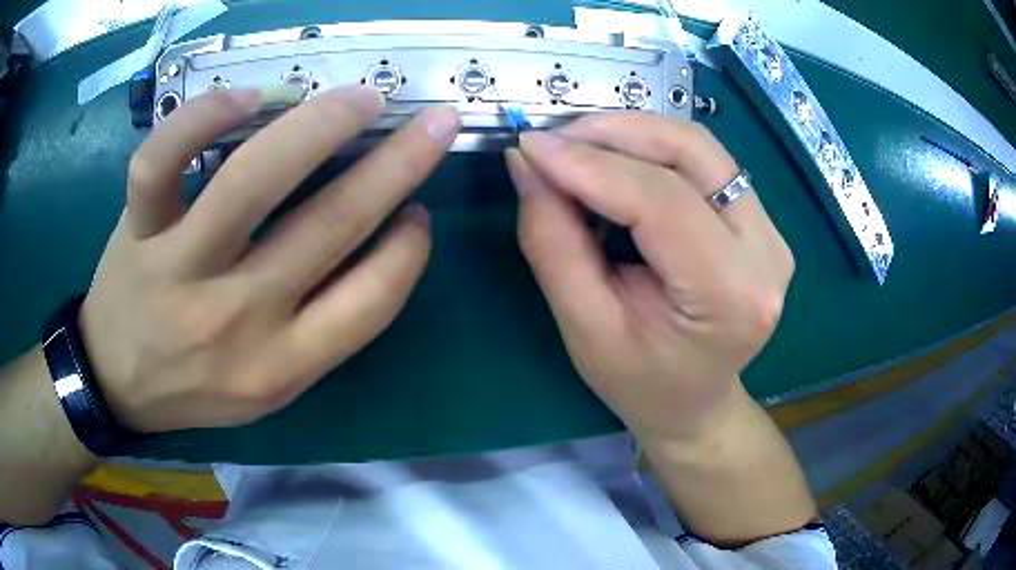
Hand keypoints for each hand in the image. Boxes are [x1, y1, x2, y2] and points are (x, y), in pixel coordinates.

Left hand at [79, 86, 460, 432]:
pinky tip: (247, 96)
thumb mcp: (269, 388)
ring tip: (360, 99)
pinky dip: (204, 117)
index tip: (418, 212)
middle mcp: (233, 318)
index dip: (408, 250)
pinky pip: (163, 161)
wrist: (116, 382)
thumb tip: (377, 239)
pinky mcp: (137, 230)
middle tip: (434, 123)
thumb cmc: (195, 386)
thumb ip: (321, 329)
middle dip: (398, 164)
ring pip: (250, 181)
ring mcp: (177, 268)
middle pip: (328, 226)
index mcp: (277, 367)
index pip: (369, 302)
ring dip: (320, 126)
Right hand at [508, 112, 793, 442]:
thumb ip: (553, 242)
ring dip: (631, 134)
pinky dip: (652, 150)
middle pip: (690, 151)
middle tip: (552, 140)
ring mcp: (773, 231)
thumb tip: (527, 164)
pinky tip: (615, 164)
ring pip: (698, 146)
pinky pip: (704, 162)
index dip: (589, 164)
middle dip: (613, 132)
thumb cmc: (640, 382)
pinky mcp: (763, 221)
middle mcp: (766, 251)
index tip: (529, 146)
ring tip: (577, 148)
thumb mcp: (585, 328)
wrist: (696, 403)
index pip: (660, 199)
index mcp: (730, 293)